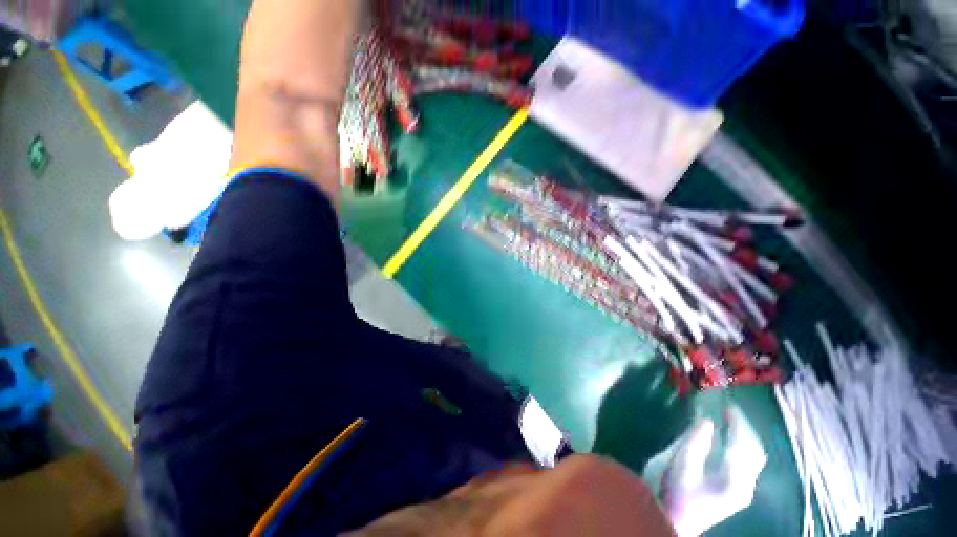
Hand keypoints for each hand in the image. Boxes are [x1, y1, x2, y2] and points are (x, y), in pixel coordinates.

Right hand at [661, 406, 766, 536]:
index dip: (737, 422)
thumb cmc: (674, 492)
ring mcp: (742, 490)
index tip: (728, 404)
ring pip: (753, 458)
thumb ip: (695, 441)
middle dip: (745, 429)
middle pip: (754, 451)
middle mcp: (745, 485)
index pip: (743, 444)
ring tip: (730, 421)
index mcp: (733, 479)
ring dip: (744, 437)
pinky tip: (728, 440)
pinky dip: (740, 447)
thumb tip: (707, 418)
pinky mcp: (736, 491)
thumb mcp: (680, 464)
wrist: (673, 521)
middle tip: (730, 410)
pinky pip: (746, 464)